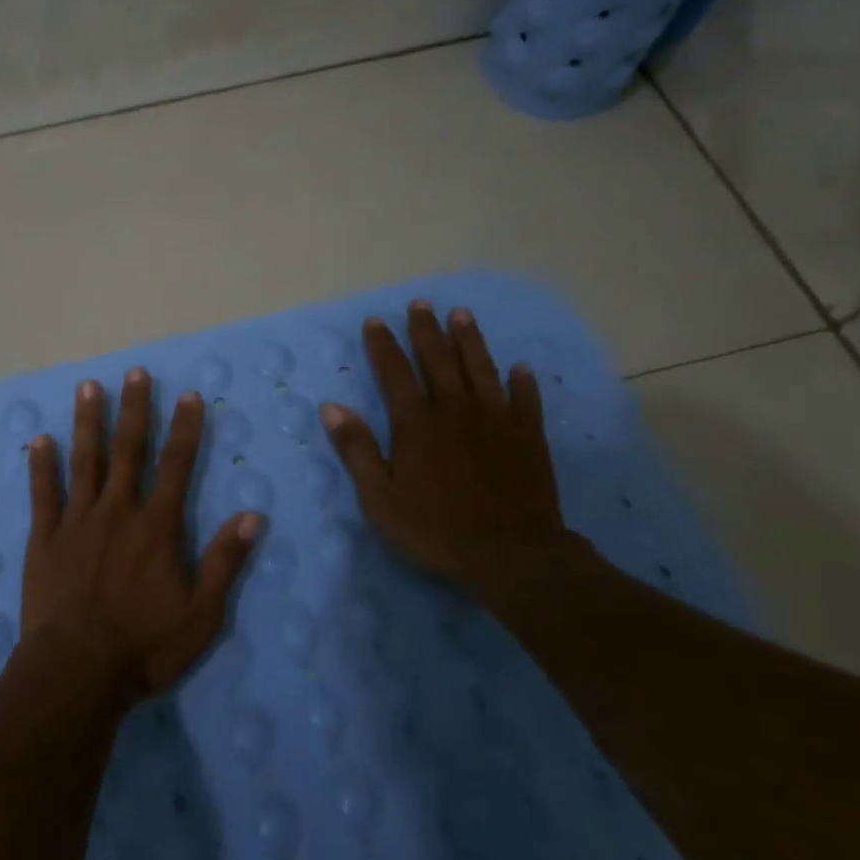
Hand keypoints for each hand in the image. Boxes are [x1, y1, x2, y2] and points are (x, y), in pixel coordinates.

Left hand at [21, 368, 262, 698]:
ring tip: (89, 386)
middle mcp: (117, 512)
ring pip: (84, 461)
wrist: (77, 671)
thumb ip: (225, 562)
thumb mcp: (202, 614)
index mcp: (156, 527)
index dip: (186, 429)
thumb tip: (252, 516)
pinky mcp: (45, 538)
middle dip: (135, 409)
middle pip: (128, 450)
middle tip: (136, 372)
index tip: (189, 395)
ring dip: (88, 422)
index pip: (177, 466)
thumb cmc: (144, 646)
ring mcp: (77, 521)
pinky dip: (41, 465)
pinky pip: (43, 494)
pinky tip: (40, 439)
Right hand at [320, 301, 570, 600]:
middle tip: (420, 303)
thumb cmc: (435, 529)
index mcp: (417, 424)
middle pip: (439, 360)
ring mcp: (496, 421)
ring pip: (481, 369)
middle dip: (426, 330)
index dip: (383, 345)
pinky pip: (525, 400)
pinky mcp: (528, 438)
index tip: (375, 320)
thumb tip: (332, 407)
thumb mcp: (380, 497)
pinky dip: (522, 381)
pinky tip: (520, 368)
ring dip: (470, 340)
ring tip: (461, 314)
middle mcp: (455, 411)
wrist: (511, 556)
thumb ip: (357, 449)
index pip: (395, 373)